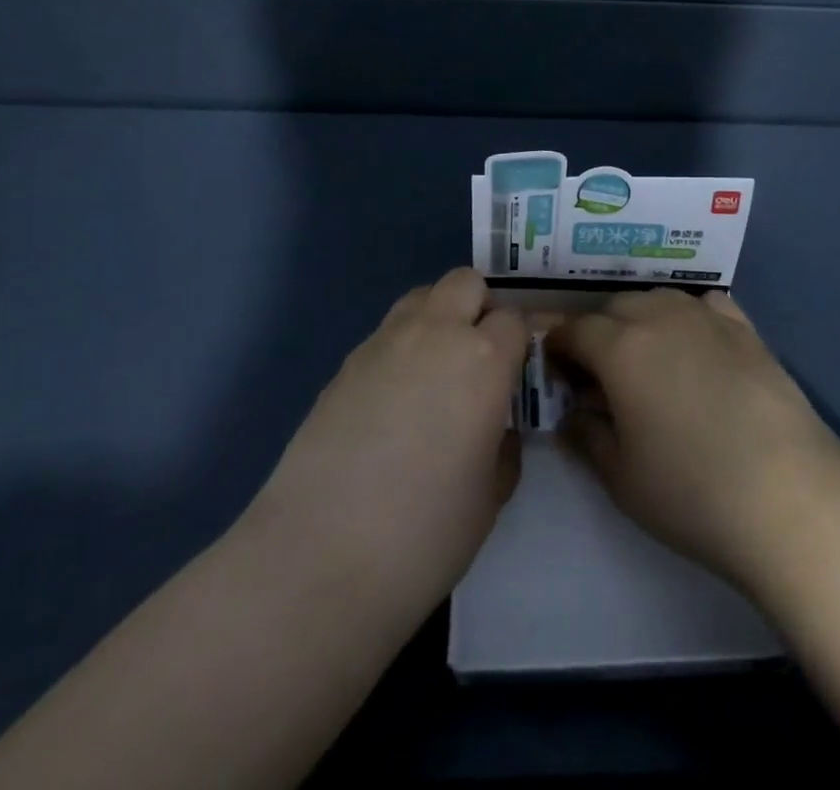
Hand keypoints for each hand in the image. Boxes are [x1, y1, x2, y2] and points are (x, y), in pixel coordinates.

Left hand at [248, 267, 529, 622]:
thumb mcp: (490, 495)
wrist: (321, 556)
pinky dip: (400, 348)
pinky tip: (392, 402)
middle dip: (479, 308)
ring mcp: (383, 342)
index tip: (516, 373)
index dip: (518, 343)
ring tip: (434, 372)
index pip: (514, 319)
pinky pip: (386, 333)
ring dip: (437, 318)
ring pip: (421, 297)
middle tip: (478, 357)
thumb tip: (494, 426)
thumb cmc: (426, 531)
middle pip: (465, 283)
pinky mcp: (345, 363)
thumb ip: (502, 445)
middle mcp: (435, 333)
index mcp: (483, 358)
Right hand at [547, 289, 839, 595]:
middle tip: (600, 373)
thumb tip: (573, 414)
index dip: (558, 346)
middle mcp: (660, 317)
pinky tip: (697, 344)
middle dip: (599, 331)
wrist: (789, 496)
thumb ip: (587, 437)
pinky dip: (689, 315)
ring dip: (642, 318)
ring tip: (648, 356)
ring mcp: (707, 319)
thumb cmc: (692, 492)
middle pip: (616, 306)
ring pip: (660, 298)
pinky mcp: (747, 330)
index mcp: (620, 348)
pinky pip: (706, 304)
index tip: (556, 370)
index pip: (574, 330)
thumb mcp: (621, 477)